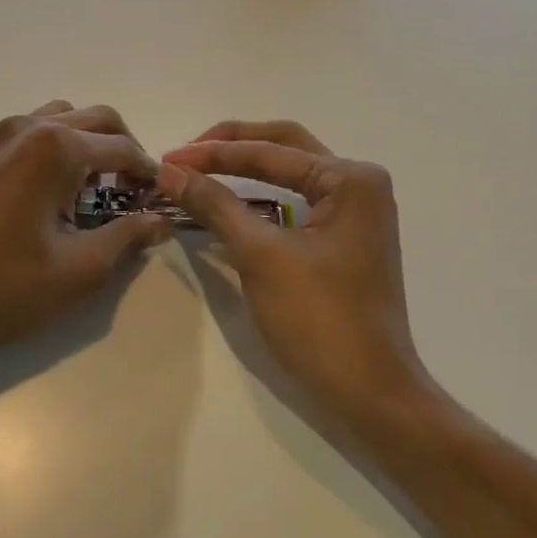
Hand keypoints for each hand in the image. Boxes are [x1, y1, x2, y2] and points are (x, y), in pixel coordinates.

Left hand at [0, 101, 169, 352]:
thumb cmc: (6, 288)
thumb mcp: (80, 270)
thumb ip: (127, 237)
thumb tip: (160, 220)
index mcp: (55, 148)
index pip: (122, 148)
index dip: (148, 172)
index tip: (158, 197)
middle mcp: (23, 128)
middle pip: (93, 118)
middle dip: (121, 147)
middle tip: (131, 186)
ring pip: (53, 119)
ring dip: (82, 142)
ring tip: (87, 185)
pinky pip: (18, 138)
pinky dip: (44, 152)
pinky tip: (39, 194)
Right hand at [159, 121, 422, 413]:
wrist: (369, 391)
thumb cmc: (318, 318)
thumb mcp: (260, 255)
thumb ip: (215, 205)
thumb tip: (170, 172)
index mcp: (350, 179)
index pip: (270, 152)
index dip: (213, 154)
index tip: (167, 160)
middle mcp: (359, 184)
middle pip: (285, 147)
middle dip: (232, 146)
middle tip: (184, 155)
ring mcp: (356, 212)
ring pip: (291, 174)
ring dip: (246, 167)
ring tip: (200, 170)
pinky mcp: (345, 238)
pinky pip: (297, 201)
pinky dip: (262, 197)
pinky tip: (231, 201)